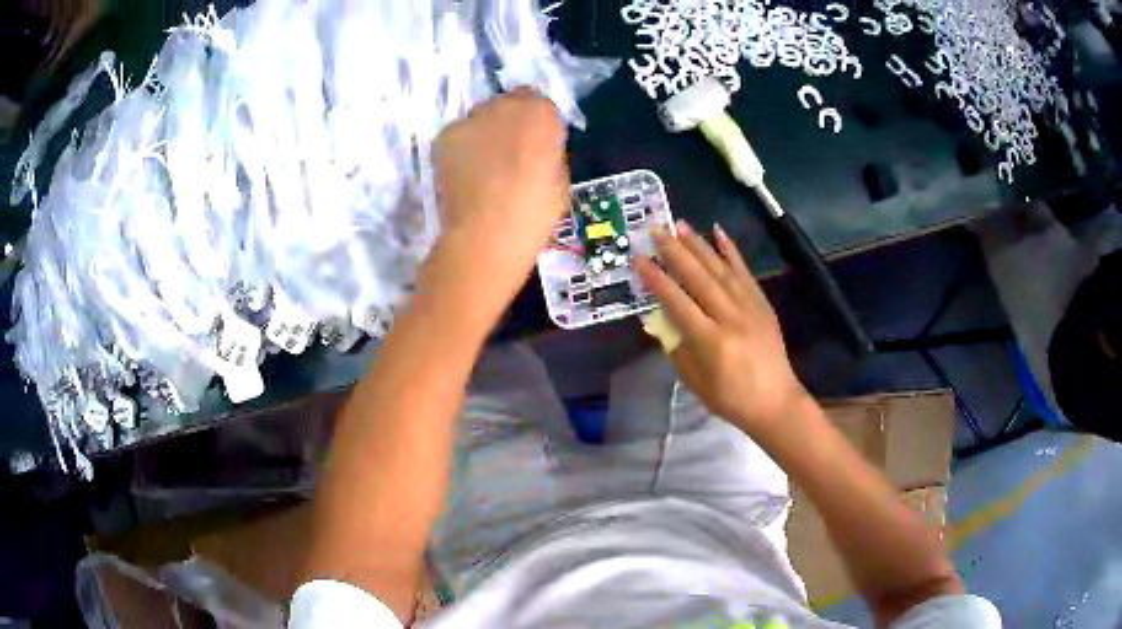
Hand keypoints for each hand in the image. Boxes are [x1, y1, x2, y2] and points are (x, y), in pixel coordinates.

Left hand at [432, 88, 568, 293]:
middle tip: (508, 154)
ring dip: (484, 134)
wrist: (486, 234)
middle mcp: (505, 104)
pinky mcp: (445, 136)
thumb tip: (536, 149)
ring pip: (480, 119)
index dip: (535, 123)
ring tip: (483, 168)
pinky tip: (465, 174)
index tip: (535, 144)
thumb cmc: (534, 211)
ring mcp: (471, 118)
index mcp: (542, 112)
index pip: (539, 102)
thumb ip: (548, 151)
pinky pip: (458, 136)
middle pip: (507, 105)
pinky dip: (461, 149)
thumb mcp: (560, 177)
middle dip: (508, 123)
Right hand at [634, 221, 808, 434]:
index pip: (677, 303)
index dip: (656, 280)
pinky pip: (744, 272)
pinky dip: (731, 251)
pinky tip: (719, 232)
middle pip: (698, 278)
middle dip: (675, 251)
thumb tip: (659, 318)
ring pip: (720, 269)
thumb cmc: (730, 398)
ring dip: (698, 244)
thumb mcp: (695, 381)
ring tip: (680, 224)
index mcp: (710, 341)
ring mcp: (749, 307)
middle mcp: (730, 318)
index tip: (639, 259)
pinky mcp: (762, 303)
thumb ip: (676, 347)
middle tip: (656, 229)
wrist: (775, 401)